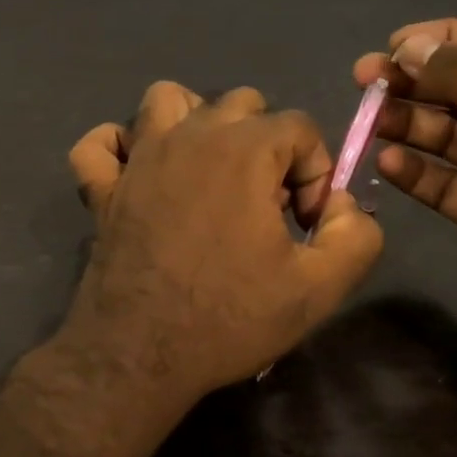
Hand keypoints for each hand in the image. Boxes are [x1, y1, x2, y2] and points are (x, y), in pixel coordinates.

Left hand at [63, 81, 382, 403]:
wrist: (140, 356)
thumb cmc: (230, 319)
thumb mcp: (319, 288)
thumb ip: (356, 235)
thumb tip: (342, 205)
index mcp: (244, 151)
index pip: (300, 128)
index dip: (316, 173)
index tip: (307, 225)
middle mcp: (189, 136)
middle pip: (241, 105)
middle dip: (267, 146)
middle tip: (265, 205)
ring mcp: (138, 160)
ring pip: (168, 101)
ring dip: (196, 124)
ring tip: (210, 174)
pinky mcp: (102, 189)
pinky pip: (100, 145)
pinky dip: (120, 149)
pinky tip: (140, 174)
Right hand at [354, 17, 456, 345]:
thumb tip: (410, 47)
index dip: (444, 37)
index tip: (394, 46)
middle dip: (415, 81)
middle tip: (364, 81)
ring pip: (448, 135)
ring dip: (409, 124)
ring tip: (369, 122)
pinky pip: (444, 183)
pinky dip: (416, 172)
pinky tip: (386, 164)